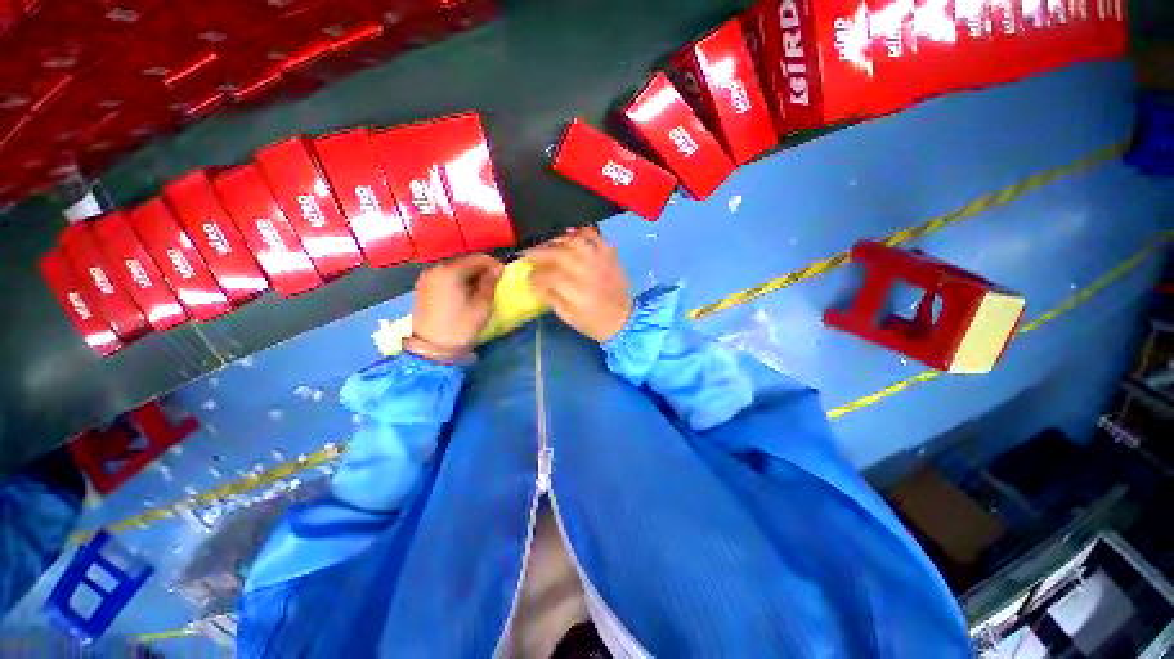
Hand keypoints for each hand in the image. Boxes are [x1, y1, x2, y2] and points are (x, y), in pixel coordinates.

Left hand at [409, 254, 503, 360]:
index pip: (476, 259)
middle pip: (463, 262)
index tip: (504, 272)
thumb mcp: (481, 305)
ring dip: (469, 275)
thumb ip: (489, 283)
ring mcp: (426, 278)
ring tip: (481, 287)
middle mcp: (435, 269)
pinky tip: (465, 292)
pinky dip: (457, 280)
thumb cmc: (461, 326)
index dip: (492, 263)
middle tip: (494, 280)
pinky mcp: (422, 288)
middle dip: (480, 268)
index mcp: (450, 272)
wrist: (432, 348)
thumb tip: (497, 269)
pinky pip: (444, 277)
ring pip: (453, 269)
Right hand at [526, 227, 632, 341]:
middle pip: (560, 254)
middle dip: (539, 252)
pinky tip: (570, 234)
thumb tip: (534, 283)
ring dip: (557, 240)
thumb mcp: (568, 316)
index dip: (535, 275)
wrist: (624, 320)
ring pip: (576, 241)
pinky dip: (582, 232)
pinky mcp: (611, 255)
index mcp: (578, 293)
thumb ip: (550, 297)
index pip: (550, 276)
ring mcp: (601, 261)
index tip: (528, 276)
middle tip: (527, 254)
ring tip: (547, 244)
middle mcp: (589, 272)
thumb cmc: (593, 322)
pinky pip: (596, 236)